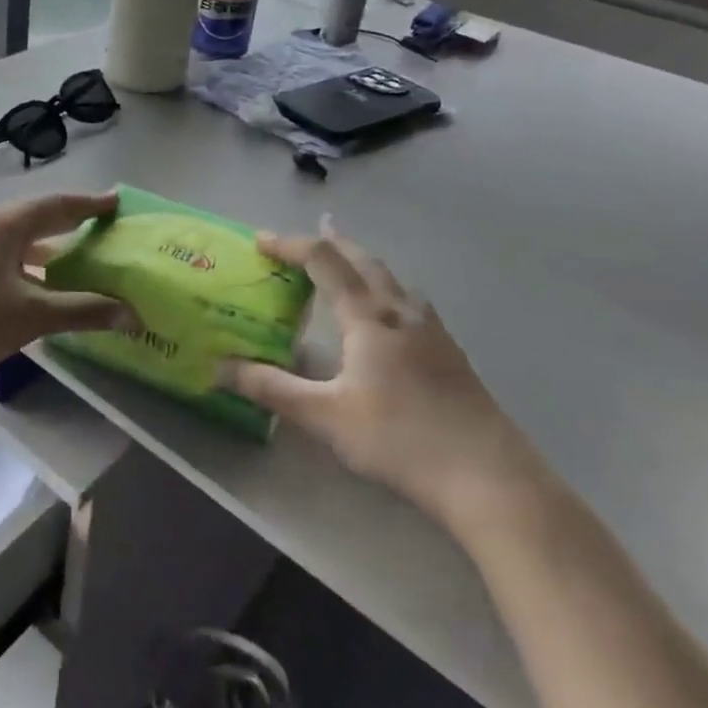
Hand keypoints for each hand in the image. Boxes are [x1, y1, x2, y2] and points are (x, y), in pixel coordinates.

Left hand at [0, 192, 135, 387]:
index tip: (115, 201)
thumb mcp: (33, 315)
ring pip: (15, 240)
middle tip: (100, 225)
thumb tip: (133, 315)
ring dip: (45, 248)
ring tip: (74, 259)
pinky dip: (24, 264)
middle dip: (68, 223)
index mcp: (3, 225)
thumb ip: (84, 311)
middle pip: (34, 218)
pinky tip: (34, 287)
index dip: (89, 204)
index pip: (56, 206)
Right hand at [220, 217, 541, 529]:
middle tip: (314, 229)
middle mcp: (401, 312)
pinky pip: (411, 302)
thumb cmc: (400, 440)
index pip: (324, 262)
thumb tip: (219, 368)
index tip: (261, 241)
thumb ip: (271, 389)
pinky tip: (392, 316)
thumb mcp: (325, 417)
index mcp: (368, 317)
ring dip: (365, 262)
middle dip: (334, 242)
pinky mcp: (452, 354)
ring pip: (393, 279)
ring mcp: (433, 332)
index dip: (290, 245)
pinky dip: (388, 289)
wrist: (489, 477)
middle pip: (364, 260)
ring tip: (350, 264)